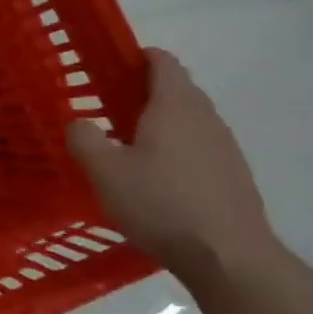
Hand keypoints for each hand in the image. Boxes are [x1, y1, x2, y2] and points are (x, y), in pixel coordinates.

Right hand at [66, 48, 277, 276]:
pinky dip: (175, 149)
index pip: (163, 62)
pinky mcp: (232, 175)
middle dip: (143, 91)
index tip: (110, 66)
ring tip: (127, 145)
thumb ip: (84, 139)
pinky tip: (155, 178)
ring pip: (188, 120)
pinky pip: (198, 147)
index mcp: (174, 106)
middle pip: (177, 89)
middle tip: (107, 108)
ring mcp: (224, 146)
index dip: (137, 57)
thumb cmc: (159, 203)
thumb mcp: (104, 171)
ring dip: (160, 123)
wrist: (227, 256)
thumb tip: (80, 123)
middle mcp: (205, 117)